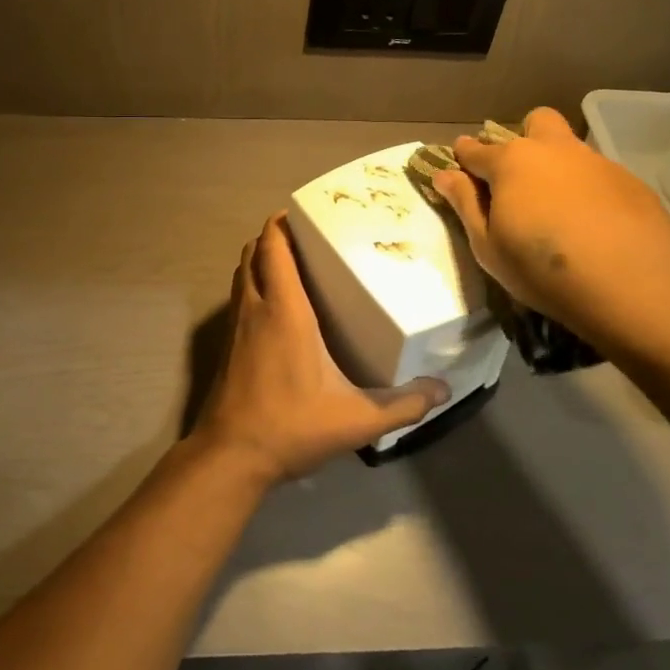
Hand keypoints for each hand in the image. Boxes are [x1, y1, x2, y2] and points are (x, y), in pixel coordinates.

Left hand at [192, 213, 447, 484]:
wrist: (230, 456)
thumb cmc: (291, 426)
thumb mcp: (356, 420)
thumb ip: (403, 405)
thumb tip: (443, 390)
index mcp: (284, 310)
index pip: (274, 248)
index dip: (283, 223)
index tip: (305, 213)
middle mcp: (255, 308)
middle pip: (253, 252)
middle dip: (273, 237)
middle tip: (306, 237)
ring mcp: (235, 326)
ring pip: (241, 274)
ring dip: (260, 260)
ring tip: (292, 263)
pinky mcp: (227, 346)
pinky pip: (238, 298)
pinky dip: (253, 286)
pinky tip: (276, 309)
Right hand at [430, 107, 669, 352]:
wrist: (633, 286)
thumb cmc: (542, 269)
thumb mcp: (488, 246)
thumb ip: (465, 204)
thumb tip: (443, 174)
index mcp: (512, 162)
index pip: (475, 149)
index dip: (463, 157)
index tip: (459, 168)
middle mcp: (554, 150)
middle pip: (535, 122)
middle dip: (523, 139)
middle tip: (518, 180)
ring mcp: (597, 162)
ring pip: (570, 148)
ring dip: (557, 166)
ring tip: (558, 211)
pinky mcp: (631, 182)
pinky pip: (599, 175)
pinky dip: (588, 191)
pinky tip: (594, 226)